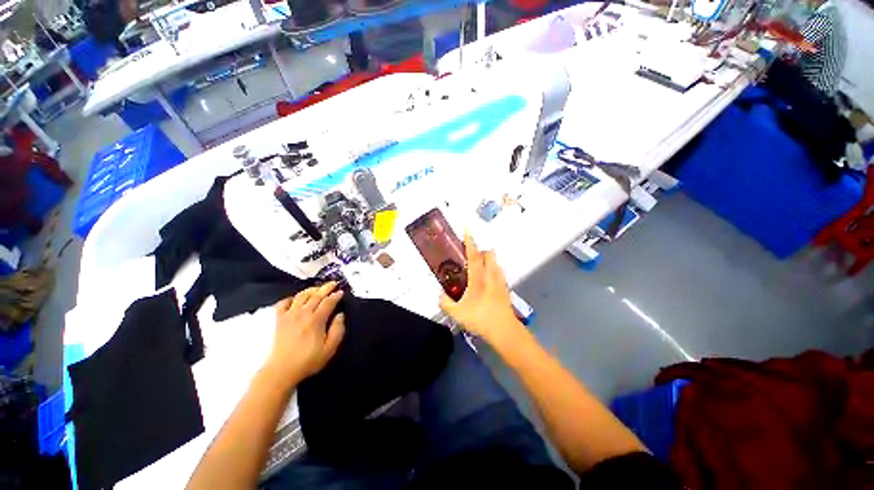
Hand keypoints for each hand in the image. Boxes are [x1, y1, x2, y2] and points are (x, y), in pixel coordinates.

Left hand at [267, 282, 345, 383]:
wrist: (280, 371)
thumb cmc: (308, 361)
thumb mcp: (330, 349)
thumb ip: (338, 330)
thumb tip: (340, 315)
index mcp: (316, 320)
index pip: (328, 302)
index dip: (336, 296)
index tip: (341, 292)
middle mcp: (303, 314)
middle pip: (316, 295)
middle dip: (326, 288)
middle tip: (333, 283)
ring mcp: (289, 315)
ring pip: (301, 296)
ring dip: (311, 290)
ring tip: (317, 288)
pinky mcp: (278, 320)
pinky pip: (283, 303)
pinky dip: (290, 298)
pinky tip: (295, 299)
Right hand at [439, 233, 522, 343]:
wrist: (504, 331)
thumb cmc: (481, 319)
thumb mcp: (457, 313)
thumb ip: (445, 302)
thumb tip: (440, 295)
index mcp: (479, 278)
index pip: (474, 255)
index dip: (470, 242)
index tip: (467, 230)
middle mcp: (491, 275)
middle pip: (489, 254)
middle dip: (480, 250)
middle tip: (470, 256)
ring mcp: (500, 281)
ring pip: (495, 262)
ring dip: (487, 260)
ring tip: (478, 269)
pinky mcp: (505, 288)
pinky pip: (499, 272)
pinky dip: (492, 270)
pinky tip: (486, 282)